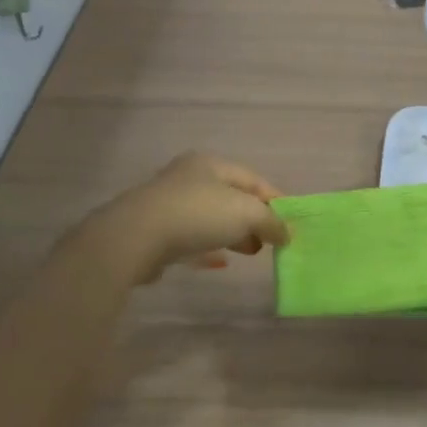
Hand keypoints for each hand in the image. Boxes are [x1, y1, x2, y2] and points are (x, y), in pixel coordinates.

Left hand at [93, 153, 288, 284]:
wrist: (135, 238)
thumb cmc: (197, 215)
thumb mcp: (246, 213)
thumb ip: (270, 222)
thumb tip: (286, 233)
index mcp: (211, 164)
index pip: (253, 179)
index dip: (275, 200)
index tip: (291, 223)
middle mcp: (189, 178)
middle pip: (231, 197)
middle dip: (254, 219)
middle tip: (270, 240)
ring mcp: (169, 204)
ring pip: (211, 217)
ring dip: (233, 234)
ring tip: (250, 252)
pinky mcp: (155, 231)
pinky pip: (191, 237)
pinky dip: (209, 246)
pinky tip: (219, 262)